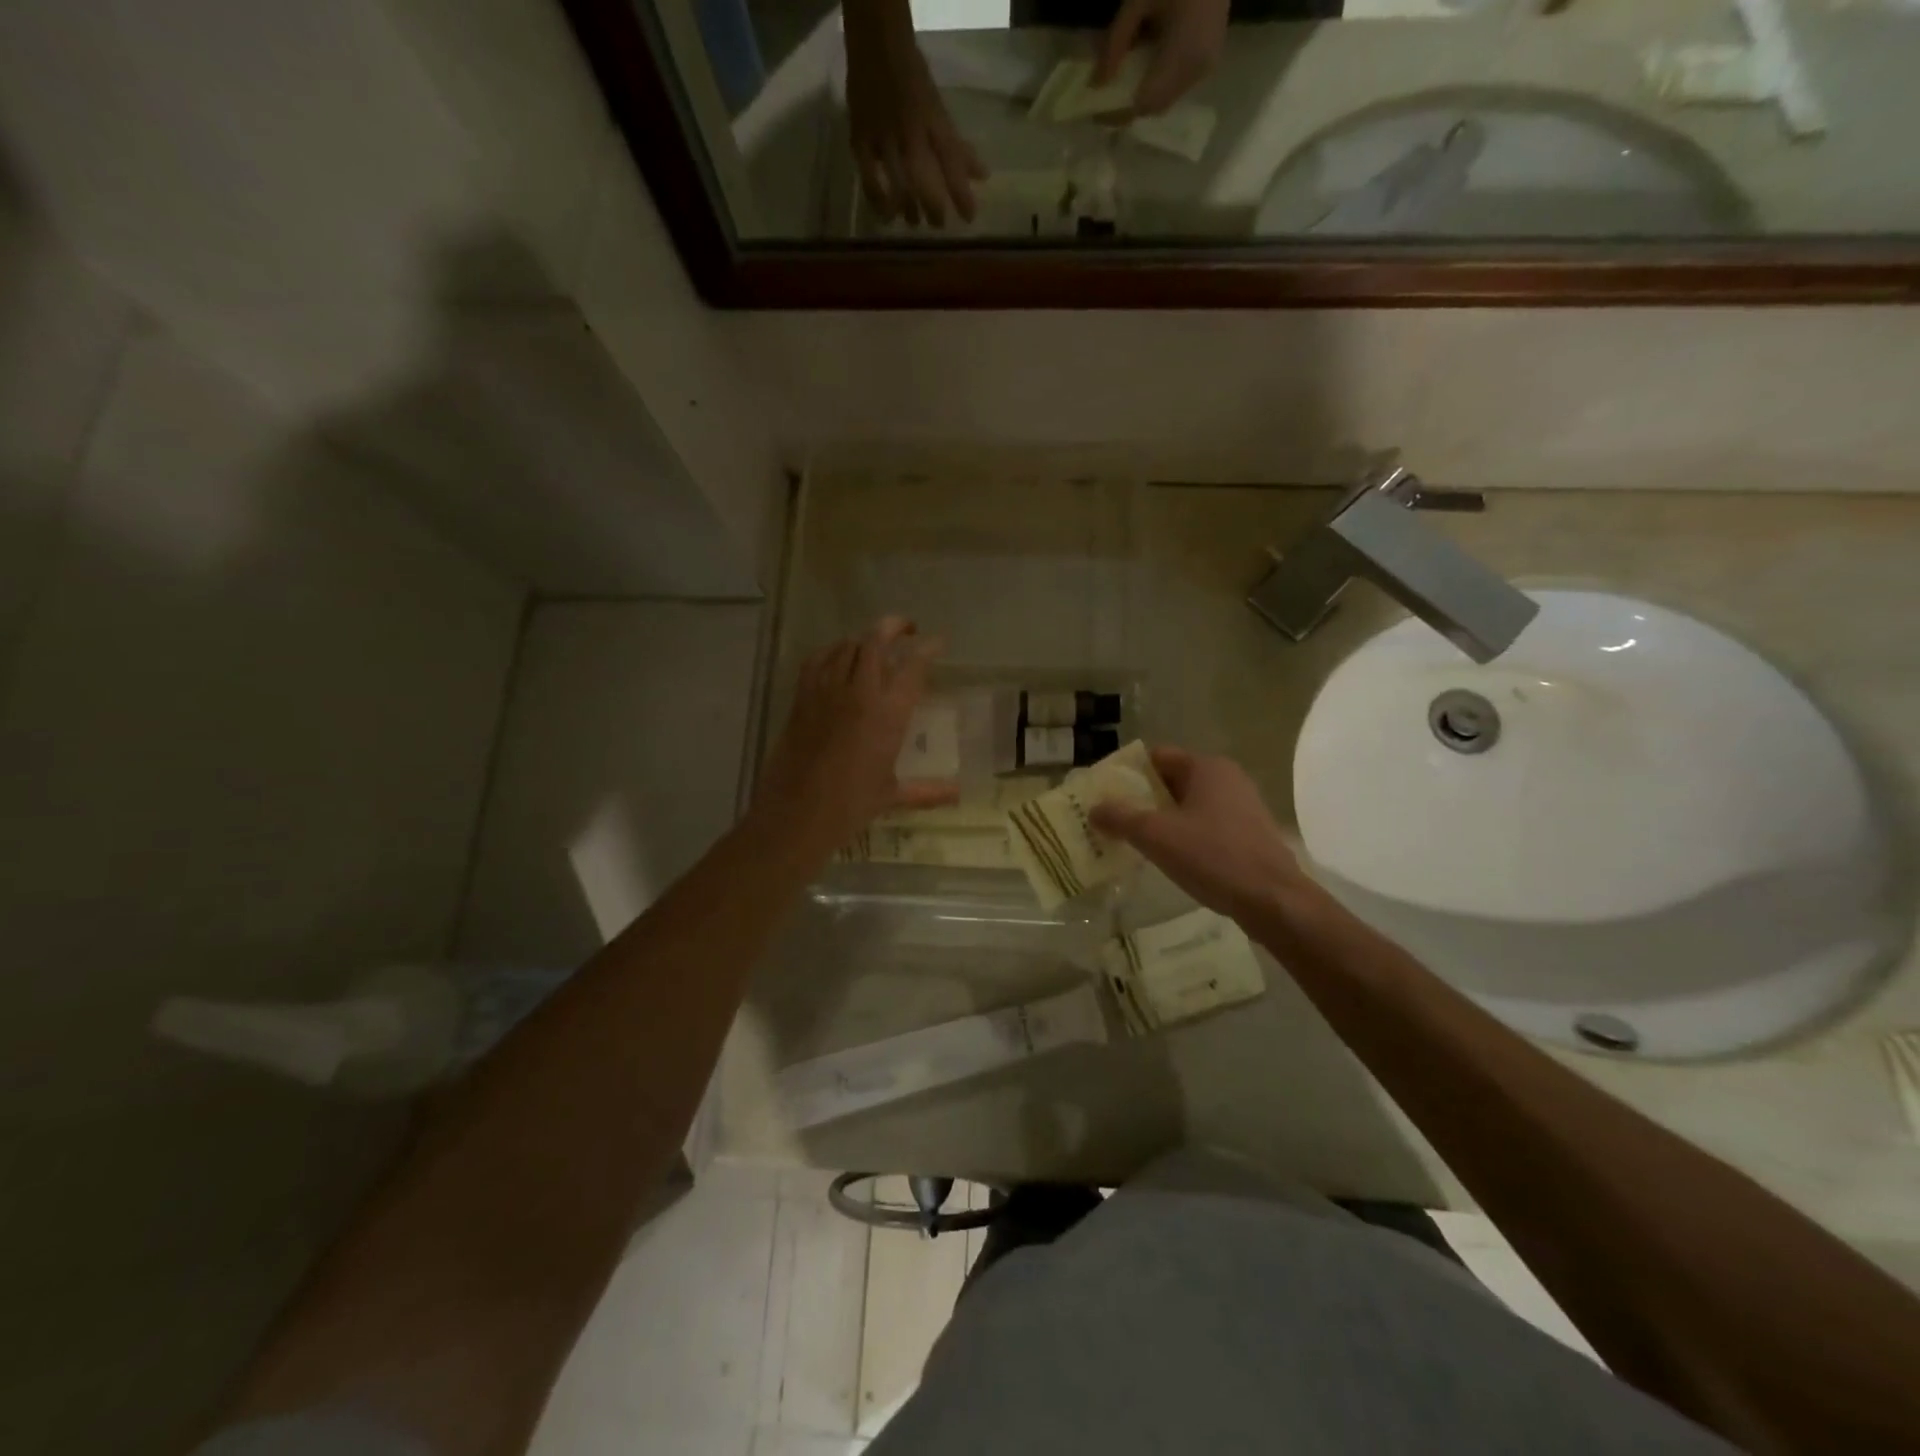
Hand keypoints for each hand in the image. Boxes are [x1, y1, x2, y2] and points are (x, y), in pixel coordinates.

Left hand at [752, 616, 957, 857]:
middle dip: (894, 627)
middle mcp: (859, 693)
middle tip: (907, 630)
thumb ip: (928, 791)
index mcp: (888, 714)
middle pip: (876, 641)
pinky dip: (832, 651)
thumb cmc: (851, 806)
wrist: (797, 814)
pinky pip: (817, 660)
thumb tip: (959, 794)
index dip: (928, 648)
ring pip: (847, 646)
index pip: (913, 666)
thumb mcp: (892, 795)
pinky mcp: (801, 698)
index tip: (937, 642)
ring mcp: (826, 692)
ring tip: (876, 645)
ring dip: (865, 639)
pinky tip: (838, 657)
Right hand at [844, 1, 985, 226]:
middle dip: (933, 206)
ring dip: (907, 208)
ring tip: (913, 222)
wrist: (875, 43)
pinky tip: (886, 214)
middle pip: (923, 177)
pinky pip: (869, 178)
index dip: (961, 192)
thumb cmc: (912, 78)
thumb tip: (982, 176)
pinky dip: (878, 199)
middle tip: (938, 225)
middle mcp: (909, 129)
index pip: (951, 160)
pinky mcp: (860, 139)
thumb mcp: (938, 109)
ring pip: (896, 181)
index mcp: (932, 119)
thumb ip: (957, 146)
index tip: (969, 218)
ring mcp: (882, 135)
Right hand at [1090, 746, 1304, 922]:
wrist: (1273, 901)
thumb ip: (1120, 817)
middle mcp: (1227, 778)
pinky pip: (1206, 824)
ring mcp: (1242, 806)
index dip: (1127, 773)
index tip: (1104, 793)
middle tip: (1113, 818)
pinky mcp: (1249, 834)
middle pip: (1172, 780)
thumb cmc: (1213, 856)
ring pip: (1189, 805)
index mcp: (1207, 767)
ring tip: (1134, 840)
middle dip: (1142, 798)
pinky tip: (1170, 856)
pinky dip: (1184, 834)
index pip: (1157, 757)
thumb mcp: (1156, 836)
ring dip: (1162, 818)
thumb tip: (1093, 808)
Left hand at [1095, 0, 1230, 116]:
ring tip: (1124, 78)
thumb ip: (1116, 40)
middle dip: (1129, 105)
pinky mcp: (1209, 63)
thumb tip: (1095, 83)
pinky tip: (1146, 65)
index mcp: (1184, 53)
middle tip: (1107, 95)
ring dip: (1143, 94)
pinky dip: (1158, 83)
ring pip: (1165, 100)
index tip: (1097, 109)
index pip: (1143, 103)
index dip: (1119, 112)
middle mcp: (1197, 70)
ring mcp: (1206, 68)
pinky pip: (1176, 87)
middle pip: (1154, 106)